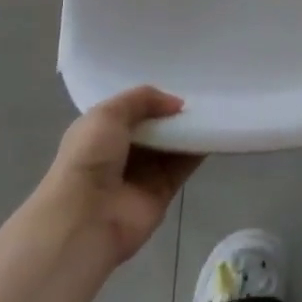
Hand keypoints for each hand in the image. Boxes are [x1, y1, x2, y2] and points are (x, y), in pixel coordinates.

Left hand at [43, 87, 201, 265]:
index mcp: (101, 133)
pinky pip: (184, 166)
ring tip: (213, 107)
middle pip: (155, 127)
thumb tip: (176, 104)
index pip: (130, 111)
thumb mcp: (108, 113)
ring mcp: (142, 174)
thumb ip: (142, 99)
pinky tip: (214, 131)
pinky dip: (199, 150)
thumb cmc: (89, 158)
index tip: (176, 83)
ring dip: (189, 129)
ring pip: (172, 145)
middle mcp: (121, 153)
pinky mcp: (162, 192)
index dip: (151, 99)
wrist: (86, 217)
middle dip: (173, 113)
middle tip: (201, 93)